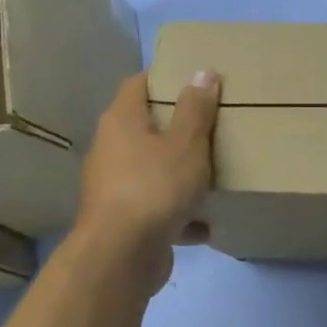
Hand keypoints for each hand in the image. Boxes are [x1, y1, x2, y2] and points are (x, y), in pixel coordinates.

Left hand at [75, 70, 220, 286]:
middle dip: (178, 128)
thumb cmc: (155, 187)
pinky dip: (180, 215)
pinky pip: (158, 209)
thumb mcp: (186, 144)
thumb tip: (203, 71)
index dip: (165, 78)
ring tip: (214, 175)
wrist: (122, 254)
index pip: (138, 84)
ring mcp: (115, 187)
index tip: (195, 80)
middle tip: (214, 125)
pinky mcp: (125, 221)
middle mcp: (111, 149)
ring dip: (180, 174)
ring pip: (153, 171)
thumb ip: (196, 109)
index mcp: (122, 122)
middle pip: (145, 128)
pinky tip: (206, 224)